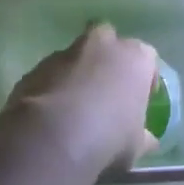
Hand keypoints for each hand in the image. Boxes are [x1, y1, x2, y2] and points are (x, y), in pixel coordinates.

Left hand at [3, 24, 159, 174]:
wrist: (53, 137)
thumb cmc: (109, 136)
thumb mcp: (136, 145)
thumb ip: (143, 137)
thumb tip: (148, 140)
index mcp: (134, 58)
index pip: (147, 58)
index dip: (144, 78)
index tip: (141, 99)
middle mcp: (101, 46)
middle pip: (108, 40)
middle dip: (107, 57)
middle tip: (107, 87)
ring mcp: (64, 54)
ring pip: (75, 56)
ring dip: (77, 73)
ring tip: (75, 106)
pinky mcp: (35, 69)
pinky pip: (50, 74)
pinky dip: (52, 87)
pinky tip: (52, 115)